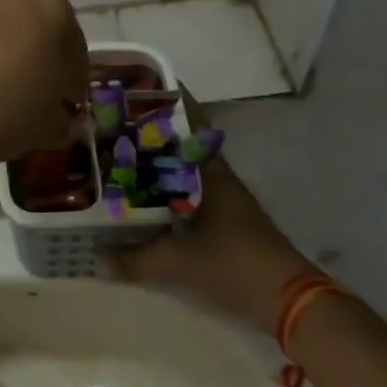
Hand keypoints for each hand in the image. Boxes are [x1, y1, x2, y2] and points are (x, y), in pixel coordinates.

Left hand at [0, 0, 86, 175]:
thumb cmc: (2, 113)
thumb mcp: (48, 126)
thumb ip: (61, 118)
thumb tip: (59, 118)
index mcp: (49, 5)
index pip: (72, 44)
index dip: (72, 77)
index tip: (66, 102)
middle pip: (29, 23)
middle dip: (33, 53)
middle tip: (29, 92)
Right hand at [103, 95, 314, 330]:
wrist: (290, 301)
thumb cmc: (236, 265)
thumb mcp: (180, 263)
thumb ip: (136, 259)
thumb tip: (96, 257)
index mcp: (211, 174)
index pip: (191, 123)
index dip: (169, 101)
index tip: (139, 86)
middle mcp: (217, 178)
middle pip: (182, 143)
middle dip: (151, 130)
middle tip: (113, 120)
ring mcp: (224, 200)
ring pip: (184, 168)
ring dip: (158, 159)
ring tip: (119, 152)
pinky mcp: (224, 221)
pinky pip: (187, 191)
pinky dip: (165, 186)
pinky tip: (143, 195)